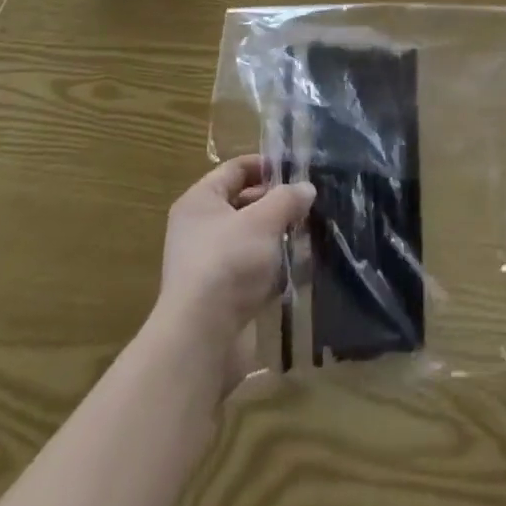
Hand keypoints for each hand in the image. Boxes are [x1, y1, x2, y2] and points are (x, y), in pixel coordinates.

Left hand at [155, 155, 314, 383]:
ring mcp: (206, 264)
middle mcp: (198, 229)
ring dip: (275, 237)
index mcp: (200, 201)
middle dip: (275, 203)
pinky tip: (294, 269)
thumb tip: (305, 189)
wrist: (202, 339)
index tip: (299, 171)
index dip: (267, 166)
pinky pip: (249, 270)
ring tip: (307, 234)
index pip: (236, 169)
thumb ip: (287, 198)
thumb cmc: (229, 262)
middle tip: (307, 204)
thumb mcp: (265, 219)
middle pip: (242, 203)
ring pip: (248, 238)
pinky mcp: (218, 296)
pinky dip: (269, 268)